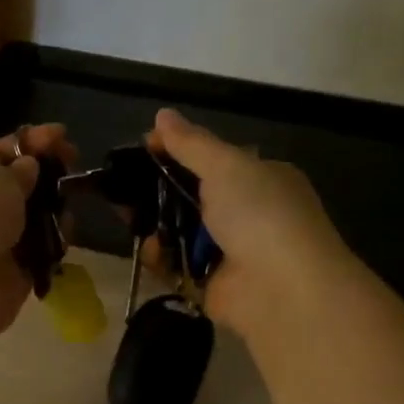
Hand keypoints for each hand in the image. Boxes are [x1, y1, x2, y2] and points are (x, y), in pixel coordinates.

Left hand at [0, 124, 76, 343]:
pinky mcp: (10, 276)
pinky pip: (38, 252)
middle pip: (16, 186)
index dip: (30, 141)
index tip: (62, 134)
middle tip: (74, 165)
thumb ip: (18, 171)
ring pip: (31, 219)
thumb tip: (28, 169)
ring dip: (53, 208)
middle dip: (46, 174)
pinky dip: (54, 242)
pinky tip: (66, 233)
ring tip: (71, 198)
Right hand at [148, 108, 371, 340]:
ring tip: (127, 217)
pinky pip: (178, 265)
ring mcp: (230, 251)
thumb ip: (191, 143)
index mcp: (261, 178)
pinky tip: (149, 250)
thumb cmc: (260, 214)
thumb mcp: (225, 166)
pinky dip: (161, 258)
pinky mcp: (212, 284)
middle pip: (192, 197)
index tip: (144, 148)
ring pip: (180, 232)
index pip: (213, 159)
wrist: (281, 288)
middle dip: (158, 192)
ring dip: (155, 225)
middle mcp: (248, 213)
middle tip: (122, 187)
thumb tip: (162, 115)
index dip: (178, 152)